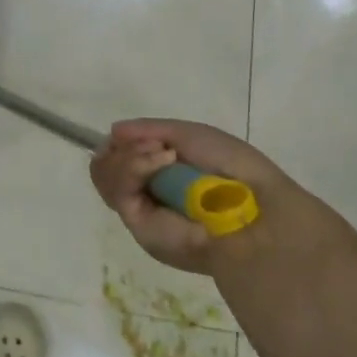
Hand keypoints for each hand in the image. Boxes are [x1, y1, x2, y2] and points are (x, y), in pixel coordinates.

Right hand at [89, 119, 310, 275]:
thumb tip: (113, 131)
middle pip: (105, 165)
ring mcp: (141, 210)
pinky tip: (162, 161)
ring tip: (163, 154)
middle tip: (154, 145)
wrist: (252, 207)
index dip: (120, 143)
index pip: (119, 157)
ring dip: (129, 156)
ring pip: (104, 175)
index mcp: (161, 175)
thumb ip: (149, 130)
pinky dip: (134, 167)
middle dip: (124, 148)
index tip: (133, 133)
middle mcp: (147, 193)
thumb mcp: (189, 134)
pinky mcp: (138, 226)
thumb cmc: (231, 167)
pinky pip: (117, 189)